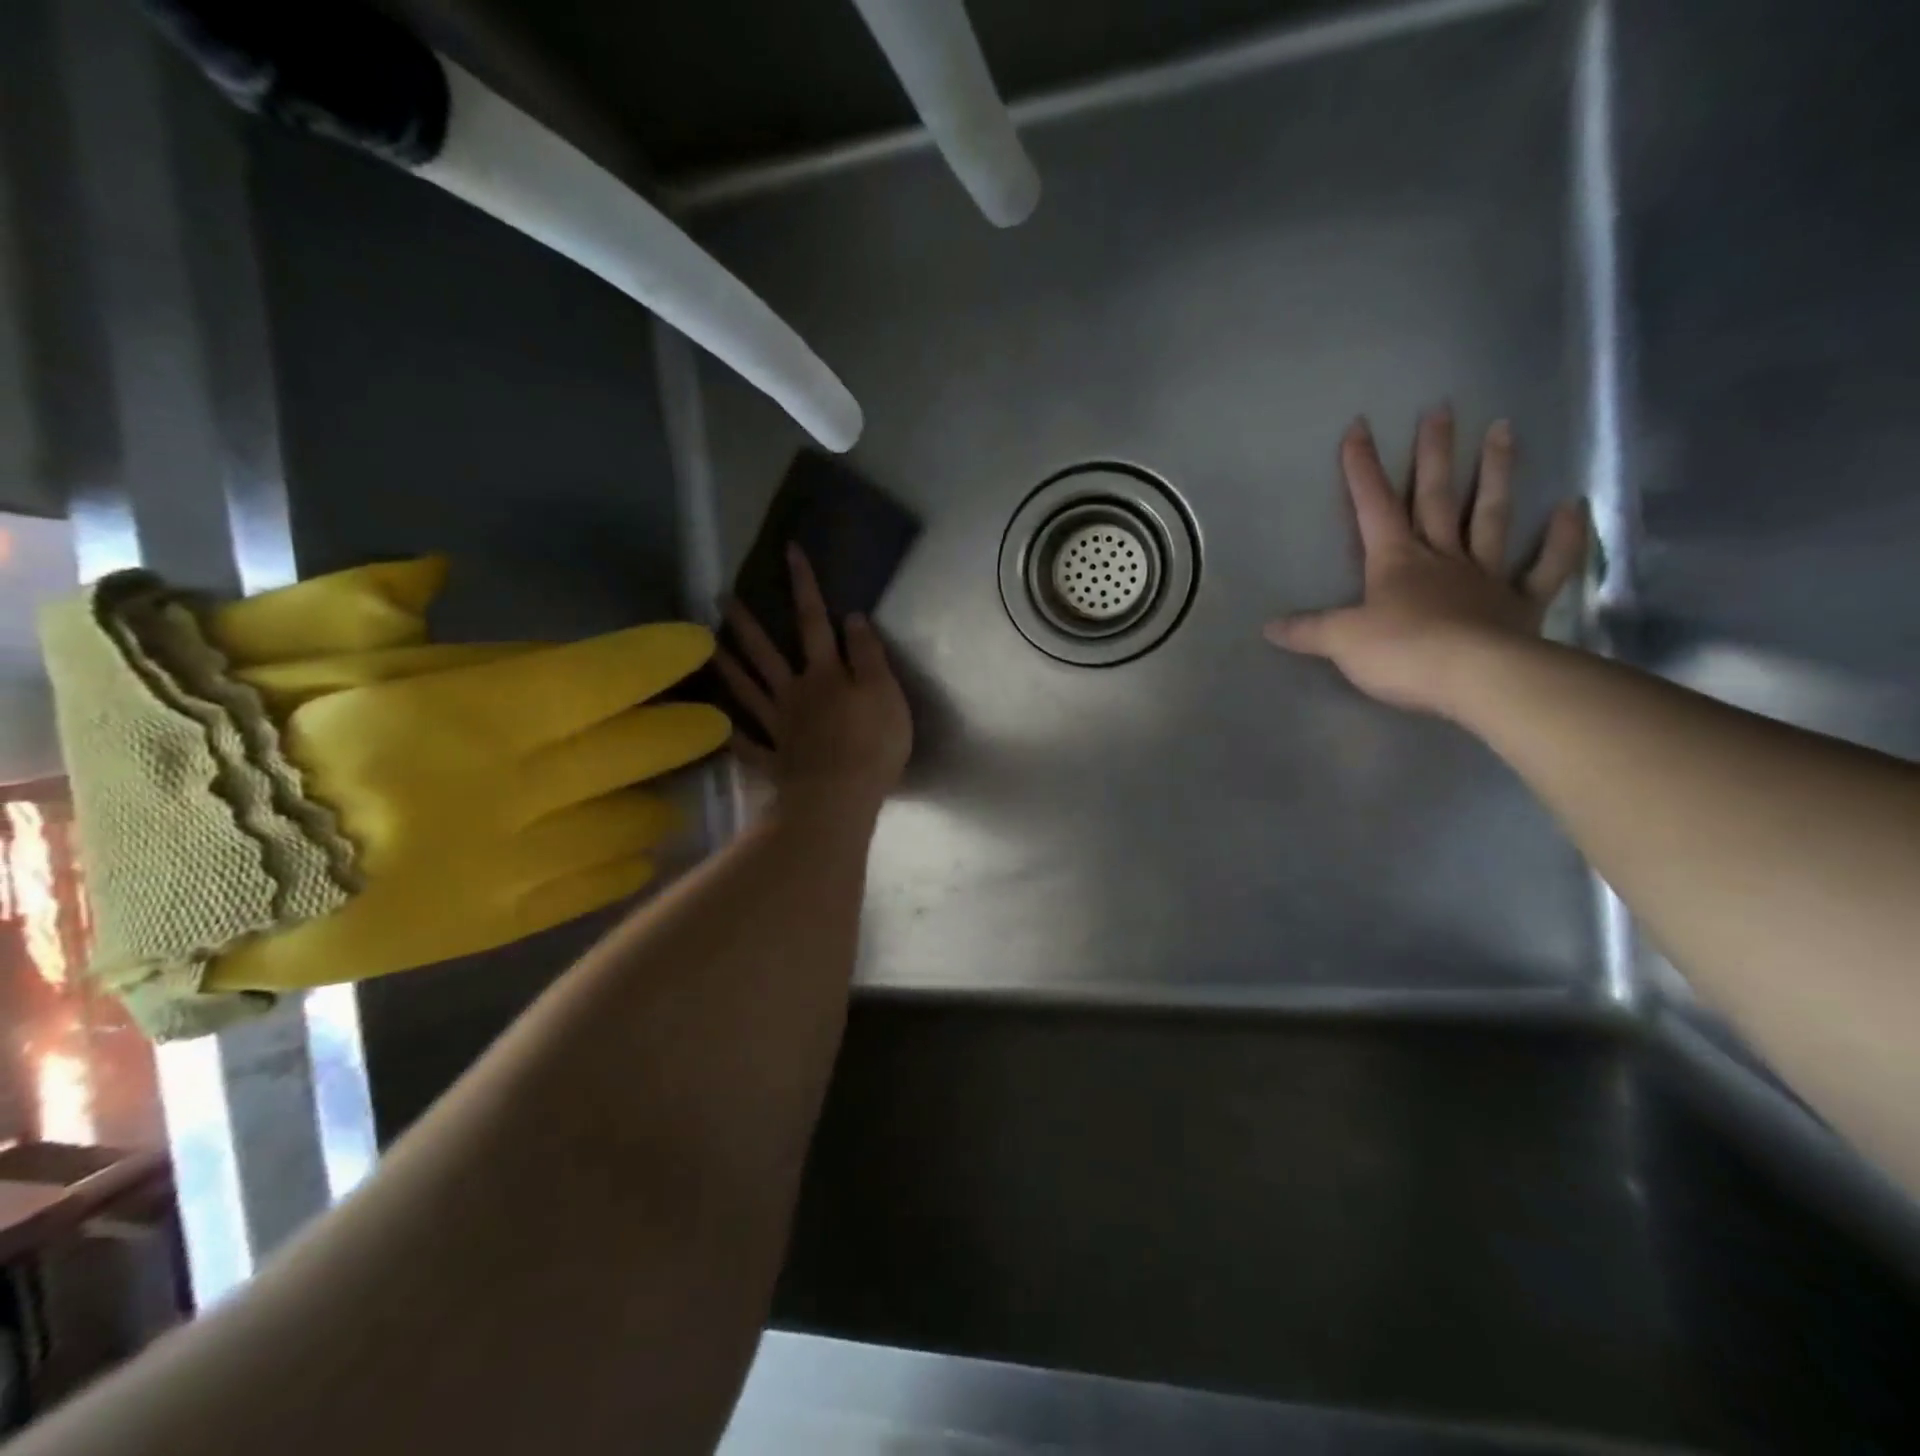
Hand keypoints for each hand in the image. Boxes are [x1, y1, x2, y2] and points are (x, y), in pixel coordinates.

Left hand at [715, 544, 912, 815]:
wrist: (840, 797)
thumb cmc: (871, 744)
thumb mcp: (884, 692)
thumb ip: (868, 654)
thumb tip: (851, 616)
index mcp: (825, 675)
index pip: (814, 621)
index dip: (804, 586)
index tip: (789, 551)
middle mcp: (795, 694)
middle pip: (766, 654)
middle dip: (746, 623)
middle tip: (720, 598)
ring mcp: (779, 728)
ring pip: (747, 692)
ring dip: (727, 668)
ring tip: (707, 647)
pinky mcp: (774, 761)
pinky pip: (748, 745)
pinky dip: (734, 736)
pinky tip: (719, 727)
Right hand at [1265, 410, 1586, 717]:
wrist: (1474, 679)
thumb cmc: (1402, 653)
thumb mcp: (1340, 642)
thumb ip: (1307, 630)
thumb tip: (1269, 627)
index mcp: (1395, 562)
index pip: (1372, 507)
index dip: (1362, 469)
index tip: (1359, 427)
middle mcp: (1441, 558)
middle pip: (1434, 497)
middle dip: (1433, 454)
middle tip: (1442, 409)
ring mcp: (1485, 577)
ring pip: (1490, 516)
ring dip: (1496, 473)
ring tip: (1504, 428)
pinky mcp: (1521, 604)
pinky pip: (1546, 566)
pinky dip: (1562, 537)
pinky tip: (1573, 506)